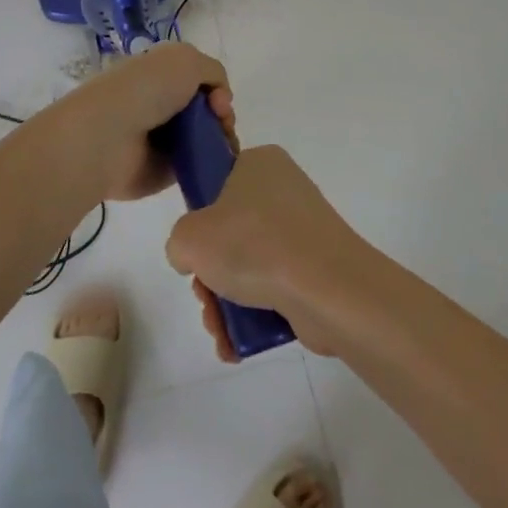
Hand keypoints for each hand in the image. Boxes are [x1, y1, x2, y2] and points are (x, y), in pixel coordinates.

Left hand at [34, 42, 233, 203]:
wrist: (108, 136)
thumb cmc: (145, 90)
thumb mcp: (186, 60)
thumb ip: (212, 71)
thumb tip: (218, 99)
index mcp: (158, 74)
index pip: (198, 80)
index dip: (216, 89)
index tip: (219, 101)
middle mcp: (159, 104)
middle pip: (206, 110)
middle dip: (222, 116)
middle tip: (222, 125)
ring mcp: (160, 139)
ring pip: (205, 138)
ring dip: (221, 141)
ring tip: (224, 148)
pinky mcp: (162, 171)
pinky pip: (196, 166)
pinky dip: (211, 166)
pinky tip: (218, 166)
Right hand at [166, 145, 363, 360]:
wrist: (328, 289)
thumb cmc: (253, 245)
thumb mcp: (190, 237)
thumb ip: (179, 243)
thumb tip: (194, 258)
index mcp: (259, 163)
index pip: (218, 184)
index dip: (200, 220)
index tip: (195, 248)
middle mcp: (285, 189)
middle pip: (231, 232)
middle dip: (211, 274)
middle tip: (205, 297)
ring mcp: (306, 230)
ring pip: (251, 264)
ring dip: (228, 301)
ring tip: (220, 331)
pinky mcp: (319, 267)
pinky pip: (277, 285)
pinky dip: (255, 313)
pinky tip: (237, 344)